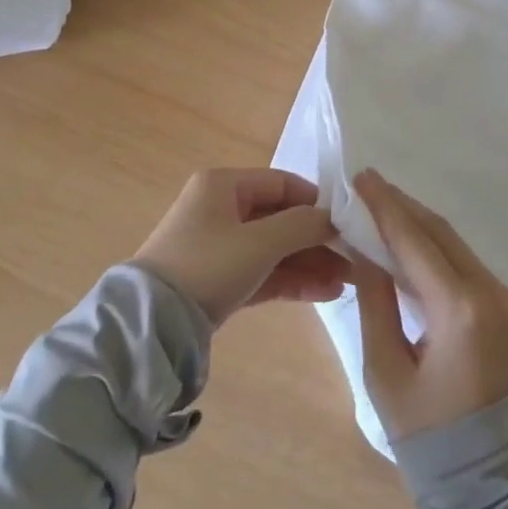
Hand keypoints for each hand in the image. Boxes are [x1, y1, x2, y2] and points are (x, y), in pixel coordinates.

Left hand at [133, 169, 346, 325]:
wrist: (152, 325)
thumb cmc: (208, 265)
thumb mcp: (259, 242)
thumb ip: (301, 225)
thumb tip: (333, 217)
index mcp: (224, 185)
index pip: (282, 183)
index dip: (316, 201)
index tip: (347, 222)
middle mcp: (221, 209)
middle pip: (280, 218)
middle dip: (318, 240)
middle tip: (355, 258)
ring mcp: (219, 246)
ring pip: (275, 249)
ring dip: (310, 263)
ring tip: (349, 281)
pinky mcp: (219, 280)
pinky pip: (263, 272)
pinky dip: (292, 280)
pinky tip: (327, 292)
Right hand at [351, 169, 507, 440]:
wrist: (494, 485)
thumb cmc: (430, 437)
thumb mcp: (386, 370)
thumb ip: (375, 301)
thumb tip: (363, 249)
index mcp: (460, 310)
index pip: (415, 241)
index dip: (385, 207)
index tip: (360, 178)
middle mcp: (489, 292)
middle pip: (439, 232)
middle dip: (401, 206)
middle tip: (365, 186)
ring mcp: (504, 297)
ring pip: (453, 243)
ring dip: (417, 223)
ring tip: (380, 206)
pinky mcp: (506, 306)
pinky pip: (464, 262)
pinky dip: (433, 246)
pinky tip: (407, 241)